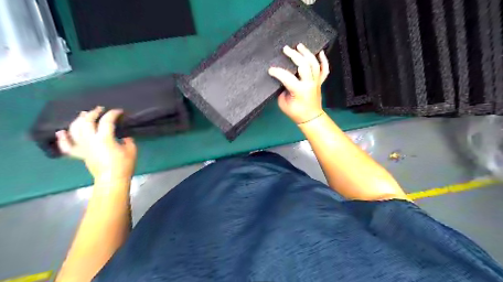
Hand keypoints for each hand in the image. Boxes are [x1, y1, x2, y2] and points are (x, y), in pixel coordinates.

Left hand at [57, 106, 136, 181]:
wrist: (112, 179)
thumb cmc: (124, 164)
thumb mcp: (131, 150)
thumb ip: (127, 140)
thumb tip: (123, 137)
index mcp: (104, 138)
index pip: (107, 121)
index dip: (113, 114)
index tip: (119, 111)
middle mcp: (90, 140)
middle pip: (87, 122)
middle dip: (94, 113)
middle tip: (100, 109)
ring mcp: (82, 147)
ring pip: (75, 130)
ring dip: (79, 120)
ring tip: (84, 115)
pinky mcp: (80, 154)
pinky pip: (67, 146)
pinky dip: (63, 138)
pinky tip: (61, 132)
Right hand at [267, 43, 330, 124]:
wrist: (310, 118)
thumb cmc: (295, 112)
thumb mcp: (283, 103)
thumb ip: (282, 89)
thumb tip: (282, 79)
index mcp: (299, 90)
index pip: (287, 77)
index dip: (277, 72)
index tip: (270, 70)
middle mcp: (309, 84)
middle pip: (304, 65)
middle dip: (294, 55)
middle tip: (286, 49)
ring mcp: (316, 82)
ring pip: (314, 64)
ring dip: (307, 53)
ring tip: (299, 46)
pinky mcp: (320, 82)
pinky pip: (324, 70)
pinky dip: (324, 60)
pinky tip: (320, 52)